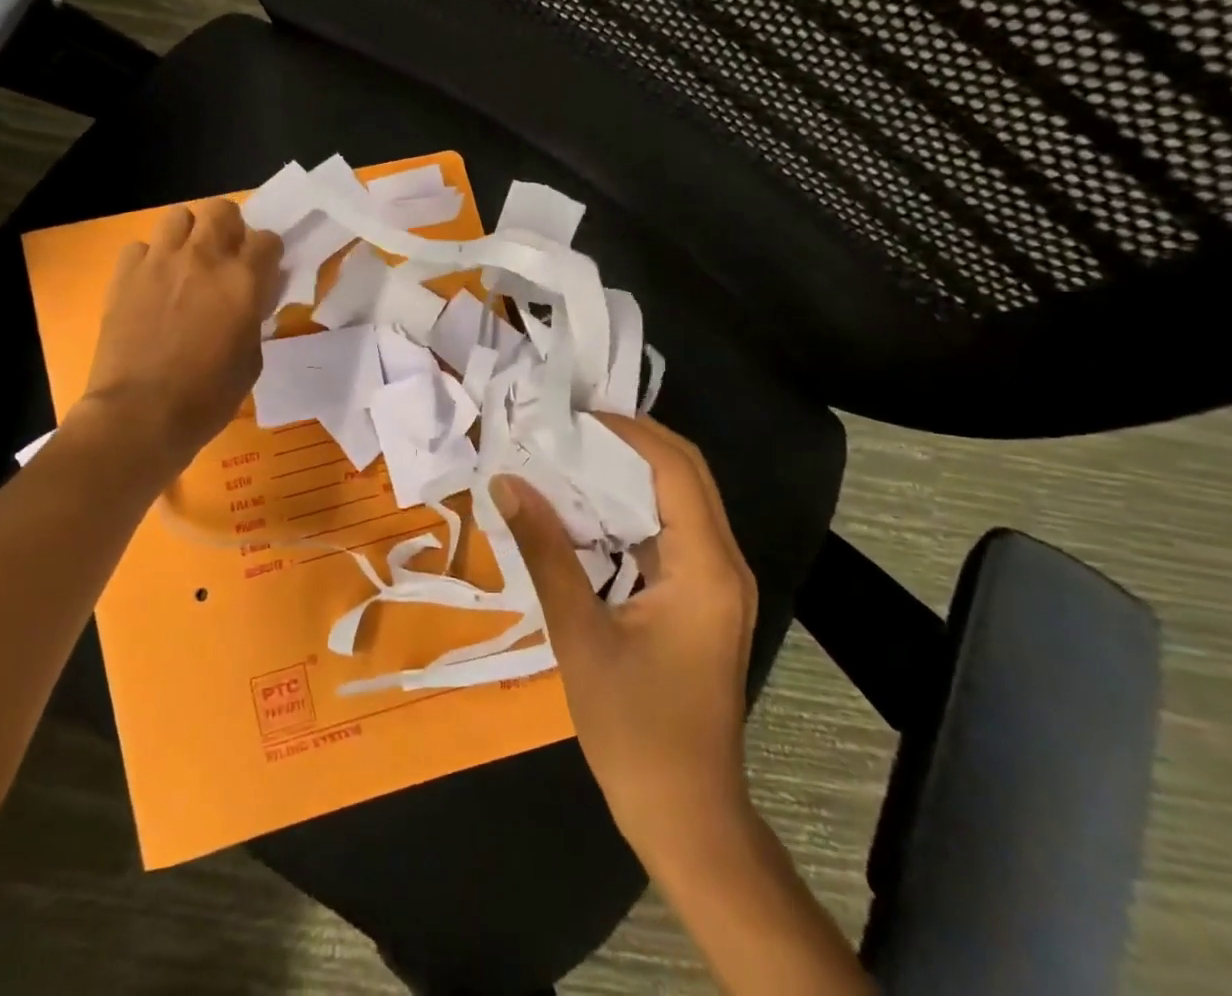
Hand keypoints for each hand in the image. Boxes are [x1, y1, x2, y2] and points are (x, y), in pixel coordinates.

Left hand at [76, 199, 281, 465]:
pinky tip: (151, 284)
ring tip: (187, 262)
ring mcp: (160, 261)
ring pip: (178, 216)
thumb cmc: (207, 396)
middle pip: (222, 209)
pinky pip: (140, 247)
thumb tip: (249, 301)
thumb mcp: (251, 359)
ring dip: (189, 234)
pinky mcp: (125, 274)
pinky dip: (149, 259)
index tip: (263, 272)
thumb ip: (253, 318)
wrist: (140, 414)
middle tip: (226, 257)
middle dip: (230, 228)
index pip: (268, 239)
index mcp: (243, 280)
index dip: (268, 254)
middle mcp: (204, 258)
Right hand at [492, 415, 759, 875]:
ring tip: (568, 453)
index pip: (676, 468)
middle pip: (686, 473)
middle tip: (566, 426)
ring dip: (629, 471)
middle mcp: (724, 563)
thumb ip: (545, 551)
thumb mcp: (580, 635)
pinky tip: (586, 507)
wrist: (685, 814)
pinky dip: (631, 507)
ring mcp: (718, 582)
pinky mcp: (703, 598)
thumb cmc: (634, 730)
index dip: (627, 431)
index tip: (570, 416)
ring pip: (680, 498)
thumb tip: (507, 483)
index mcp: (705, 567)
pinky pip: (672, 530)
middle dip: (629, 440)